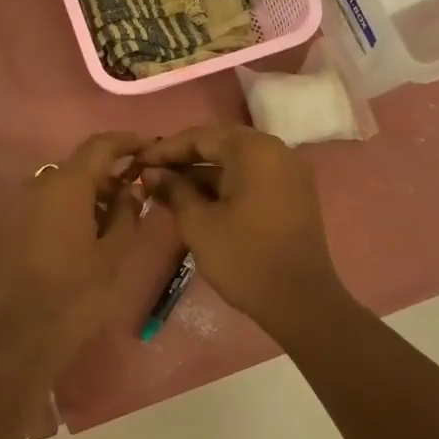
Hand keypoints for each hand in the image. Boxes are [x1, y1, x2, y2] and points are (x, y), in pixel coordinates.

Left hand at [0, 132, 145, 364]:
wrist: (20, 335)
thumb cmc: (77, 294)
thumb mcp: (114, 255)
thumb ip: (127, 214)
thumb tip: (130, 189)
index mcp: (66, 185)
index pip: (100, 146)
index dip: (127, 141)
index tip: (149, 147)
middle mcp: (37, 186)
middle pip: (78, 167)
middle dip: (108, 174)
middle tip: (135, 194)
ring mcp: (18, 206)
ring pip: (60, 187)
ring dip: (87, 194)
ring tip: (112, 221)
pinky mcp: (8, 228)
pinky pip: (43, 205)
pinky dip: (66, 209)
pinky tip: (83, 236)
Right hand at [139, 125, 347, 339]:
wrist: (300, 302)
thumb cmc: (243, 258)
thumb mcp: (198, 223)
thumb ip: (173, 190)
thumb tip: (151, 172)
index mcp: (254, 151)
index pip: (201, 136)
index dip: (166, 148)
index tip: (139, 162)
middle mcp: (276, 151)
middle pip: (221, 143)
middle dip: (185, 156)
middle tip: (153, 171)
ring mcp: (288, 173)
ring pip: (237, 160)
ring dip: (203, 171)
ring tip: (168, 187)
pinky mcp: (292, 194)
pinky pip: (252, 176)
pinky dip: (225, 182)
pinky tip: (197, 199)